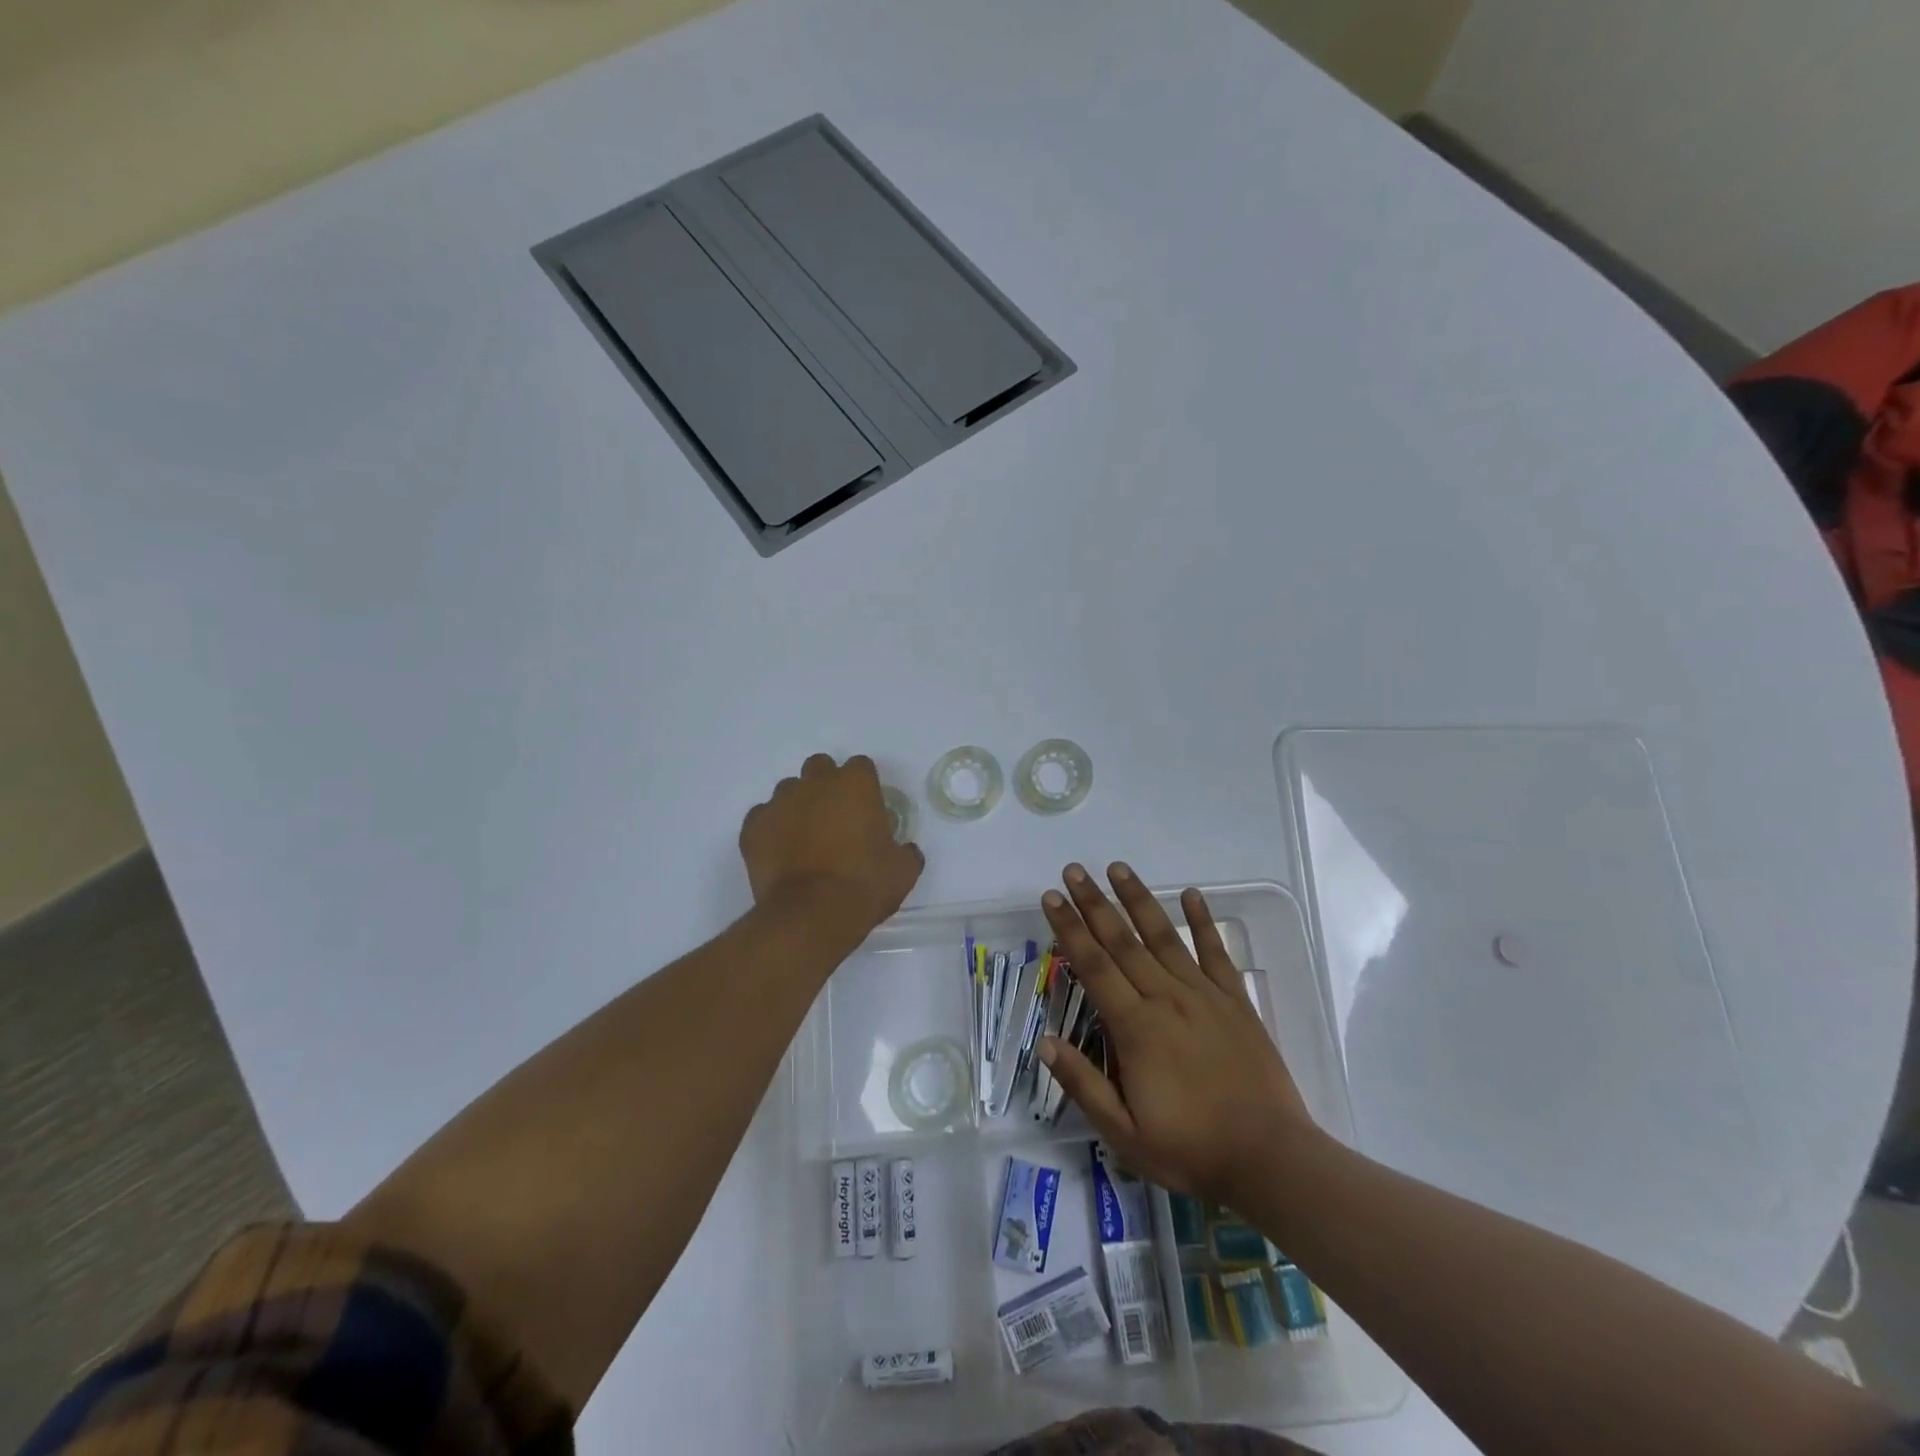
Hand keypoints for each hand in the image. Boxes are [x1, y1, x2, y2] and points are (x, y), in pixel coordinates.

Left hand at [740, 755, 923, 948]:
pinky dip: (771, 830)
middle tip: (835, 819)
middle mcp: (815, 783)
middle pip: (820, 768)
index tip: (867, 811)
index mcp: (855, 784)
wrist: (811, 915)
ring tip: (805, 839)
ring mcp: (779, 802)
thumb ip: (905, 851)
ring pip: (789, 791)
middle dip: (827, 786)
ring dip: (798, 806)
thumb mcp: (902, 871)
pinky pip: (763, 818)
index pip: (861, 767)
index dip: (864, 787)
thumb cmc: (864, 885)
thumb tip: (905, 850)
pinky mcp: (753, 826)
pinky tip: (781, 853)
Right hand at [1040, 862, 1317, 1202]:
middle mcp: (1165, 998)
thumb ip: (1083, 1084)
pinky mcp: (1235, 1001)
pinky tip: (1191, 893)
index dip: (1069, 929)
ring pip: (1164, 936)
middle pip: (1122, 941)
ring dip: (1138, 899)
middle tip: (1074, 870)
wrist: (1270, 1159)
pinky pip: (1216, 952)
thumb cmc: (1191, 1149)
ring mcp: (1204, 995)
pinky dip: (1203, 921)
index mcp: (1135, 1027)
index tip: (1051, 898)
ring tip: (1118, 868)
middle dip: (1094, 903)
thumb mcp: (1123, 1133)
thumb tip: (1045, 1042)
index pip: (1093, 966)